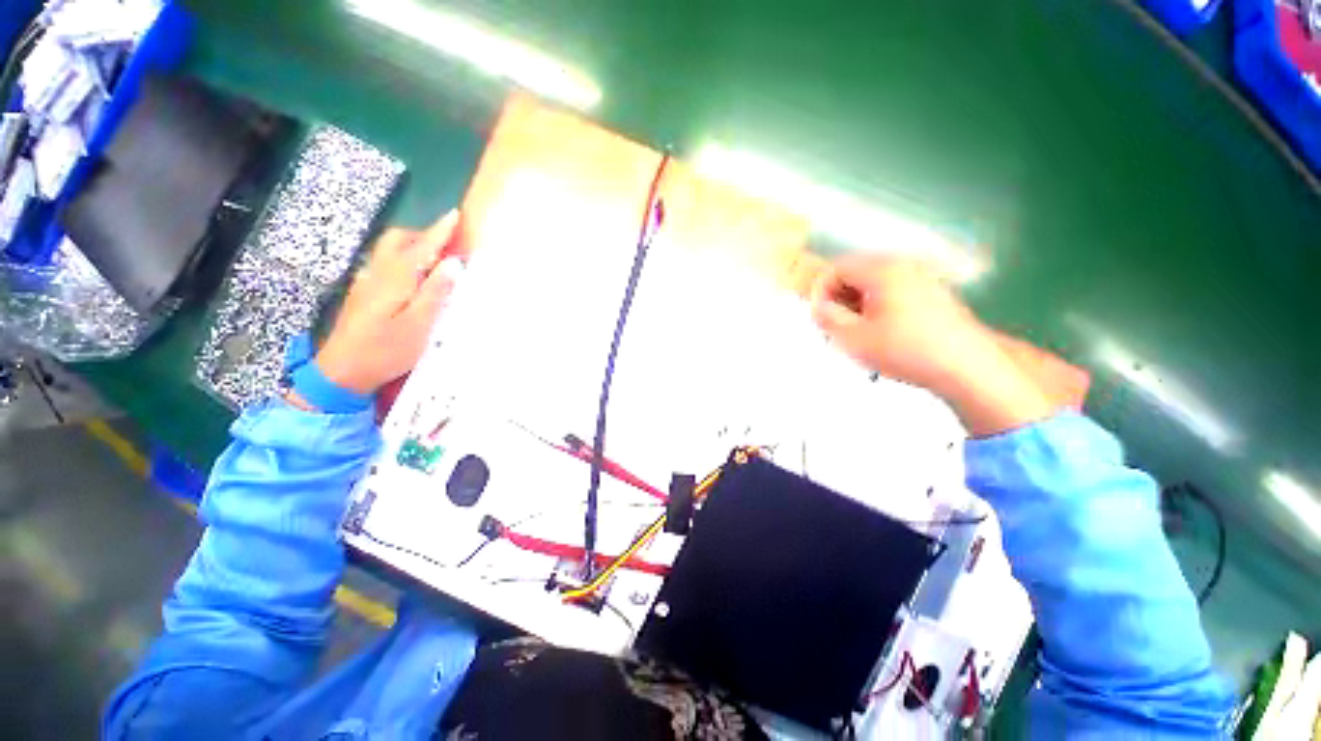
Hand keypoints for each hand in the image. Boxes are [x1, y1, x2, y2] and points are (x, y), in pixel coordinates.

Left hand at [316, 210, 464, 394]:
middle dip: (423, 235)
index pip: (422, 247)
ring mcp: (367, 282)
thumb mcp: (419, 325)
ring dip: (413, 247)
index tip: (454, 215)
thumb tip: (453, 263)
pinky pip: (384, 264)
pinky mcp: (363, 293)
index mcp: (396, 279)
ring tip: (436, 262)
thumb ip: (435, 292)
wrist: (343, 371)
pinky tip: (414, 280)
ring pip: (389, 251)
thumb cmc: (386, 350)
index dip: (440, 231)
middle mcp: (378, 273)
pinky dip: (404, 261)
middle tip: (447, 247)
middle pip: (397, 240)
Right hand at [810, 254, 1052, 435]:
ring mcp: (922, 278)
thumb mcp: (854, 338)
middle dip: (839, 298)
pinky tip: (880, 332)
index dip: (821, 292)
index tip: (819, 316)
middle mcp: (904, 267)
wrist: (966, 367)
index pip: (837, 268)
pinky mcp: (933, 293)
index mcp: (882, 271)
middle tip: (834, 326)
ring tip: (856, 332)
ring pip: (874, 283)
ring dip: (857, 304)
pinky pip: (893, 291)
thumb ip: (827, 318)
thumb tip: (819, 307)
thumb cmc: (907, 351)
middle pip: (856, 273)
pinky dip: (877, 306)